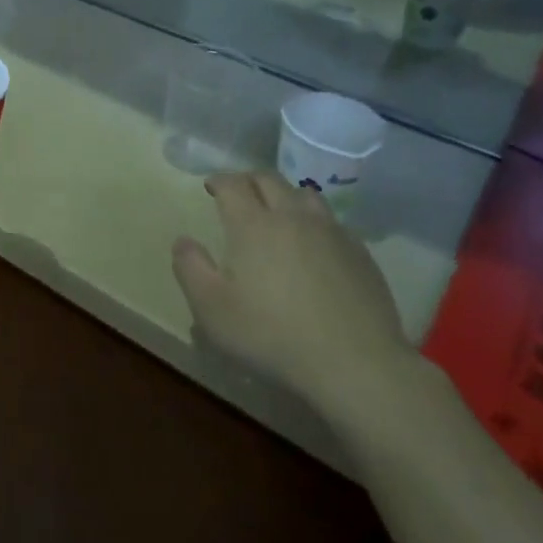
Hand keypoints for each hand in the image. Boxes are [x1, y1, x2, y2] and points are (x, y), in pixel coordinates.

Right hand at [171, 173, 420, 430]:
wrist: (355, 363)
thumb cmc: (272, 335)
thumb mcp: (212, 309)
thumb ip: (190, 268)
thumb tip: (183, 240)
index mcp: (253, 224)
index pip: (233, 185)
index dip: (219, 180)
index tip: (210, 186)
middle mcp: (292, 216)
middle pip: (269, 180)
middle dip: (249, 180)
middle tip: (238, 193)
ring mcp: (331, 232)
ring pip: (304, 195)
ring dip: (284, 195)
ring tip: (277, 212)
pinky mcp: (360, 253)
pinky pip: (331, 222)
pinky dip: (314, 221)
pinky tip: (313, 245)